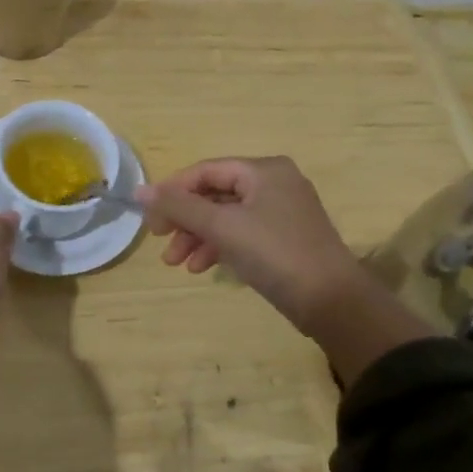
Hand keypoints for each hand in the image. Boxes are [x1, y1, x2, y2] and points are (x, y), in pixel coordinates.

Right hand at [138, 157, 434, 384]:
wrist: (333, 301)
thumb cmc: (275, 253)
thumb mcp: (222, 227)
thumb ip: (179, 206)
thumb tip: (140, 190)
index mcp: (263, 169)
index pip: (205, 171)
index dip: (173, 191)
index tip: (150, 218)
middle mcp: (275, 182)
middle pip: (215, 193)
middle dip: (185, 219)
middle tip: (161, 243)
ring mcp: (283, 211)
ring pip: (227, 216)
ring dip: (199, 236)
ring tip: (177, 264)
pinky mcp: (286, 238)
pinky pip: (243, 232)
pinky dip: (221, 246)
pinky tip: (203, 267)